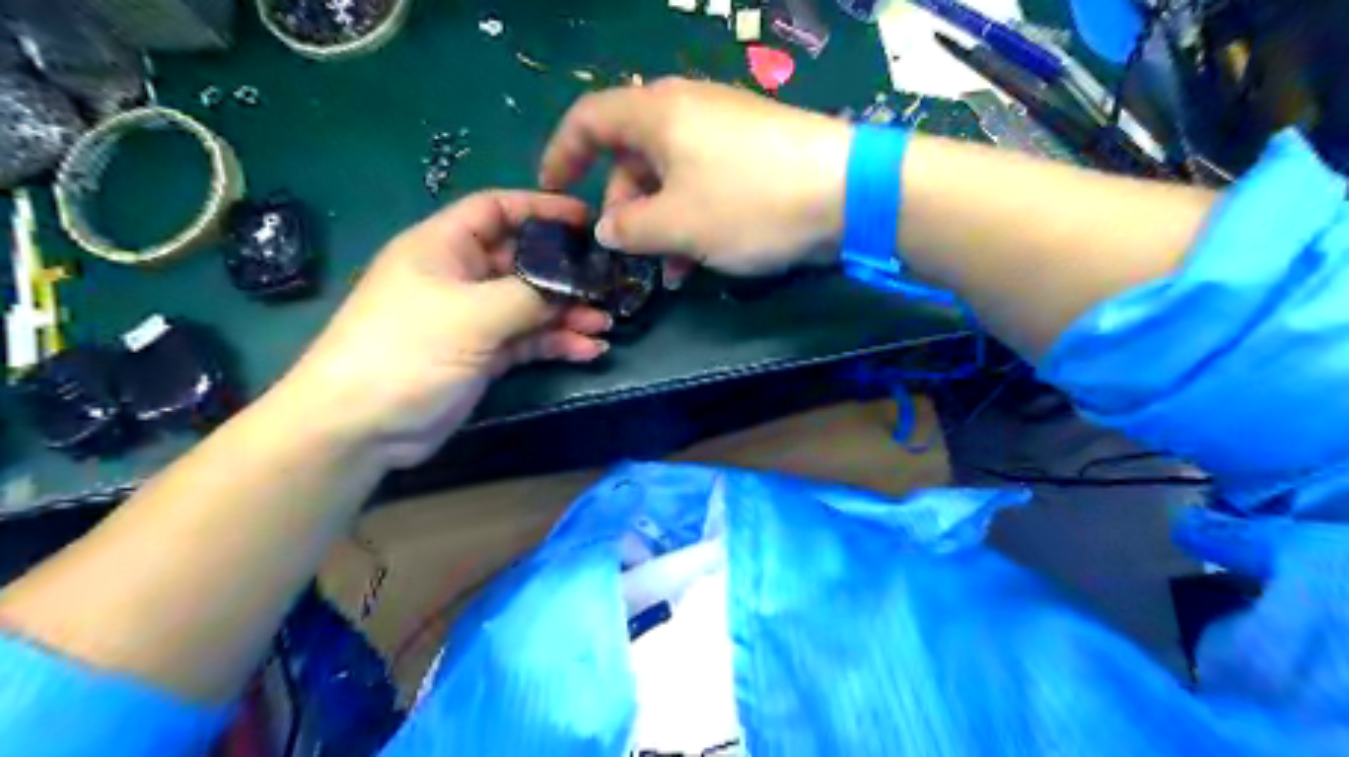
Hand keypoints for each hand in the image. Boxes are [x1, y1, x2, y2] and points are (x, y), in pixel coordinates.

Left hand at [270, 189, 607, 466]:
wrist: (362, 425)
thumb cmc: (407, 351)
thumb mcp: (471, 314)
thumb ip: (529, 295)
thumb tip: (573, 286)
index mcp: (444, 247)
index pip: (496, 210)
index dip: (540, 208)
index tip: (585, 220)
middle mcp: (461, 277)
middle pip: (523, 261)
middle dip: (565, 272)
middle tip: (607, 283)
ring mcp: (473, 319)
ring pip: (531, 305)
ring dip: (568, 313)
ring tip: (604, 324)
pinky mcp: (483, 355)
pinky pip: (528, 340)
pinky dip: (557, 343)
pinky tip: (588, 351)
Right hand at [540, 76, 845, 276]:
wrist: (847, 190)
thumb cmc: (748, 203)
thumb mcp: (676, 225)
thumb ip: (629, 228)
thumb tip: (608, 229)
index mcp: (656, 113)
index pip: (588, 120)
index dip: (562, 155)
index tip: (553, 192)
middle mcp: (686, 109)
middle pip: (632, 156)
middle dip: (624, 209)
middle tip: (627, 255)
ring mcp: (725, 129)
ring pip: (671, 176)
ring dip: (662, 224)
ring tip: (670, 273)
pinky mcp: (755, 151)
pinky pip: (706, 181)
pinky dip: (694, 217)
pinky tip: (702, 258)